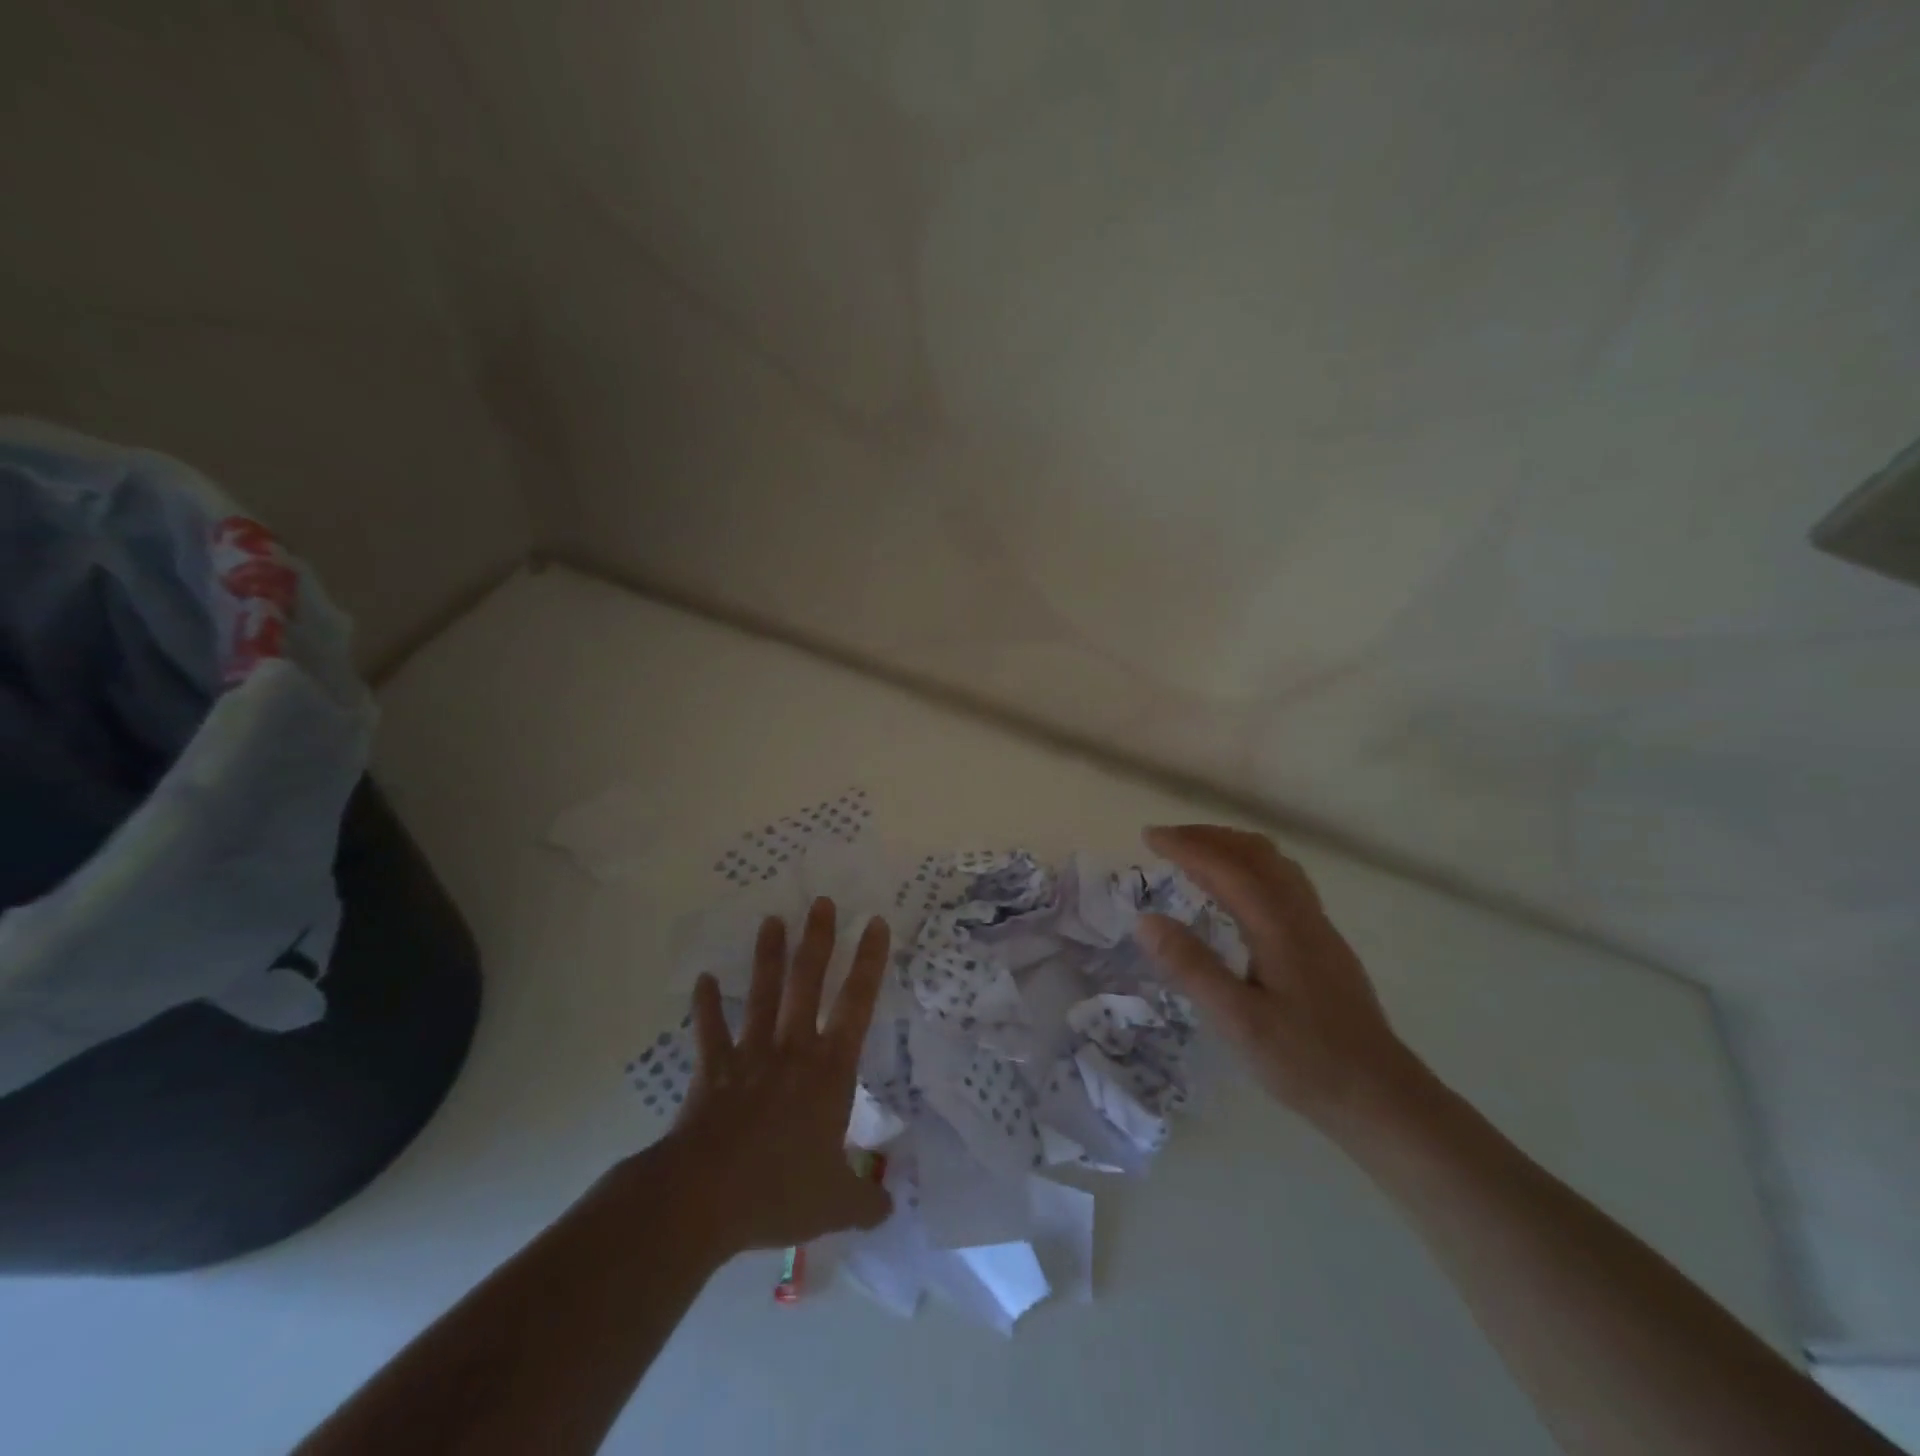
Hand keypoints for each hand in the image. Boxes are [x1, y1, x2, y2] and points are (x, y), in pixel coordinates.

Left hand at [657, 897, 893, 1259]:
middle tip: (822, 902)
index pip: (858, 1004)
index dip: (870, 962)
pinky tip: (702, 980)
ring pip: (763, 994)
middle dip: (818, 940)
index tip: (876, 923)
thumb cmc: (779, 1191)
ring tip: (772, 920)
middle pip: (808, 982)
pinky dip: (706, 1006)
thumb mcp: (836, 1204)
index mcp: (830, 1070)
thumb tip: (891, 1206)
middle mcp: (793, 1049)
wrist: (705, 1198)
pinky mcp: (712, 1070)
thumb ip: (867, 1201)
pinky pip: (710, 1031)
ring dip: (768, 957)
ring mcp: (750, 1055)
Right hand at [1136, 824, 1423, 1138]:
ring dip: (1231, 847)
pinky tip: (1240, 892)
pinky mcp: (1324, 943)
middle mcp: (1300, 913)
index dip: (1185, 846)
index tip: (1148, 837)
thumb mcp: (1237, 1021)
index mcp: (1277, 925)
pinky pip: (1284, 880)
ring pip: (1274, 863)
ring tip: (1196, 855)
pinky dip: (1251, 865)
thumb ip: (1191, 968)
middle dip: (1206, 837)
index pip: (1225, 867)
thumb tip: (1145, 920)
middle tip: (1165, 840)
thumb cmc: (1305, 1061)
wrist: (1381, 1096)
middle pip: (1253, 852)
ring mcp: (1318, 926)